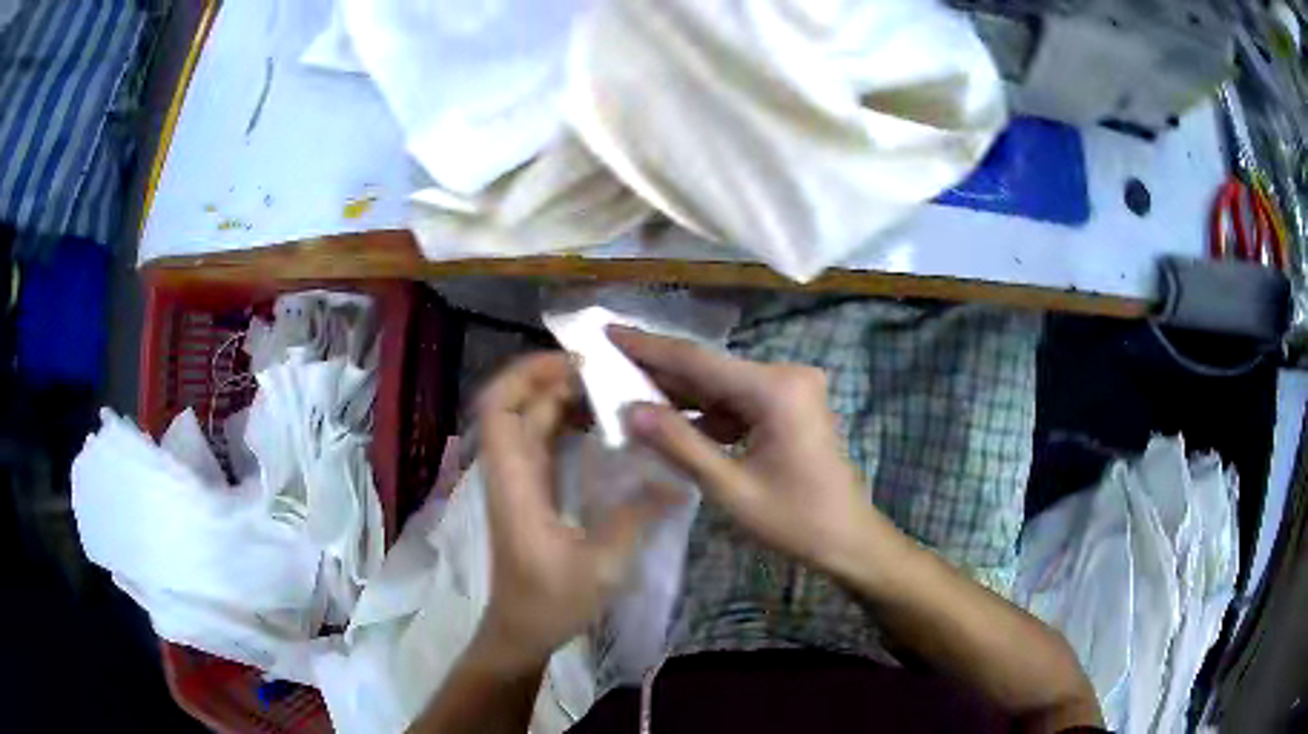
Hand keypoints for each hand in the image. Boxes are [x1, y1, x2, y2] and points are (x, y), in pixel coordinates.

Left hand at [473, 353, 675, 672]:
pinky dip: (567, 423)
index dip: (527, 374)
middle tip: (610, 373)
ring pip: (531, 421)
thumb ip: (636, 517)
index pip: (500, 408)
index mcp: (514, 482)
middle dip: (556, 379)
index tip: (576, 363)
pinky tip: (603, 426)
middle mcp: (510, 472)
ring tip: (612, 391)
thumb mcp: (601, 565)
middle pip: (518, 405)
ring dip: (563, 398)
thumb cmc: (551, 602)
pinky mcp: (531, 492)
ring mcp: (519, 480)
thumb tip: (677, 482)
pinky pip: (543, 441)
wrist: (521, 630)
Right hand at [610, 327, 892, 579]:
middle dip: (660, 372)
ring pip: (721, 387)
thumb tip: (629, 409)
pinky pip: (737, 402)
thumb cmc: (795, 520)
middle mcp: (785, 376)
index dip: (648, 347)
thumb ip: (679, 444)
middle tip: (608, 365)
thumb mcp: (730, 488)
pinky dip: (705, 413)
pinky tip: (671, 421)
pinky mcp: (789, 405)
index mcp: (775, 389)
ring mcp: (790, 389)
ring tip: (629, 394)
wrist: (848, 539)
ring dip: (680, 395)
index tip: (608, 330)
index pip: (698, 360)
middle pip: (710, 370)